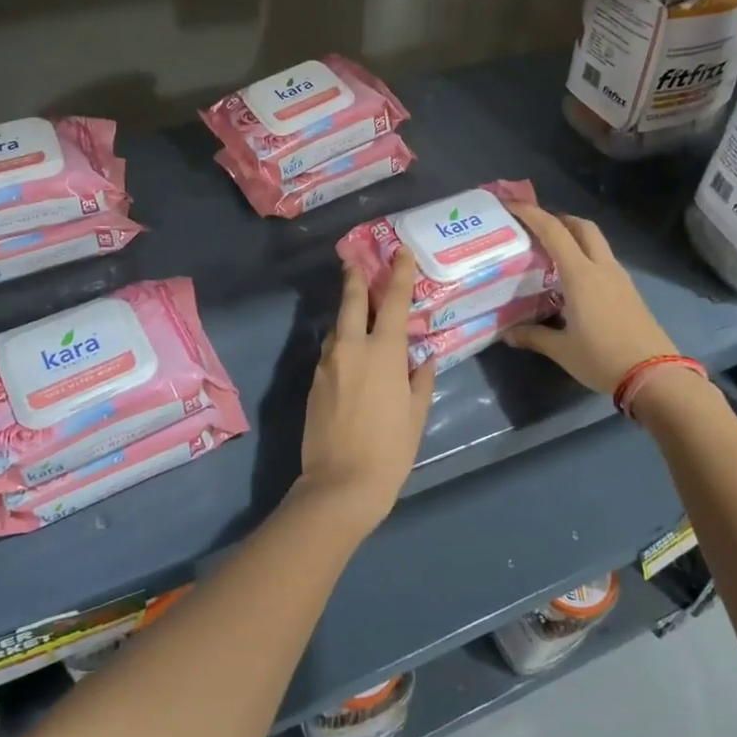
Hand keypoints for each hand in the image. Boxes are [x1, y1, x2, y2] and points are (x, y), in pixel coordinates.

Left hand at [294, 257, 435, 532]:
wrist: (339, 484)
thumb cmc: (390, 451)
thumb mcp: (416, 416)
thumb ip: (420, 382)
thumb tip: (423, 362)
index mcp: (383, 353)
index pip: (394, 302)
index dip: (398, 274)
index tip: (400, 252)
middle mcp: (351, 349)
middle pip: (351, 301)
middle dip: (355, 277)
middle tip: (354, 259)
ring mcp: (327, 364)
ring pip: (336, 328)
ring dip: (347, 314)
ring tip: (356, 310)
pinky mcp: (313, 382)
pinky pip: (329, 353)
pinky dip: (340, 344)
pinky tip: (348, 354)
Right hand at [504, 200, 678, 395]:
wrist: (655, 375)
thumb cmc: (602, 358)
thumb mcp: (562, 350)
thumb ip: (533, 336)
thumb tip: (507, 334)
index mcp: (581, 275)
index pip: (554, 232)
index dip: (532, 214)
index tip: (511, 205)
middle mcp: (602, 268)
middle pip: (582, 226)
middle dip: (558, 219)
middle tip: (535, 228)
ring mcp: (620, 278)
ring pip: (596, 242)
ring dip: (575, 237)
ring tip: (551, 253)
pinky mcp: (629, 291)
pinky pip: (604, 261)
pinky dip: (586, 256)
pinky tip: (574, 279)